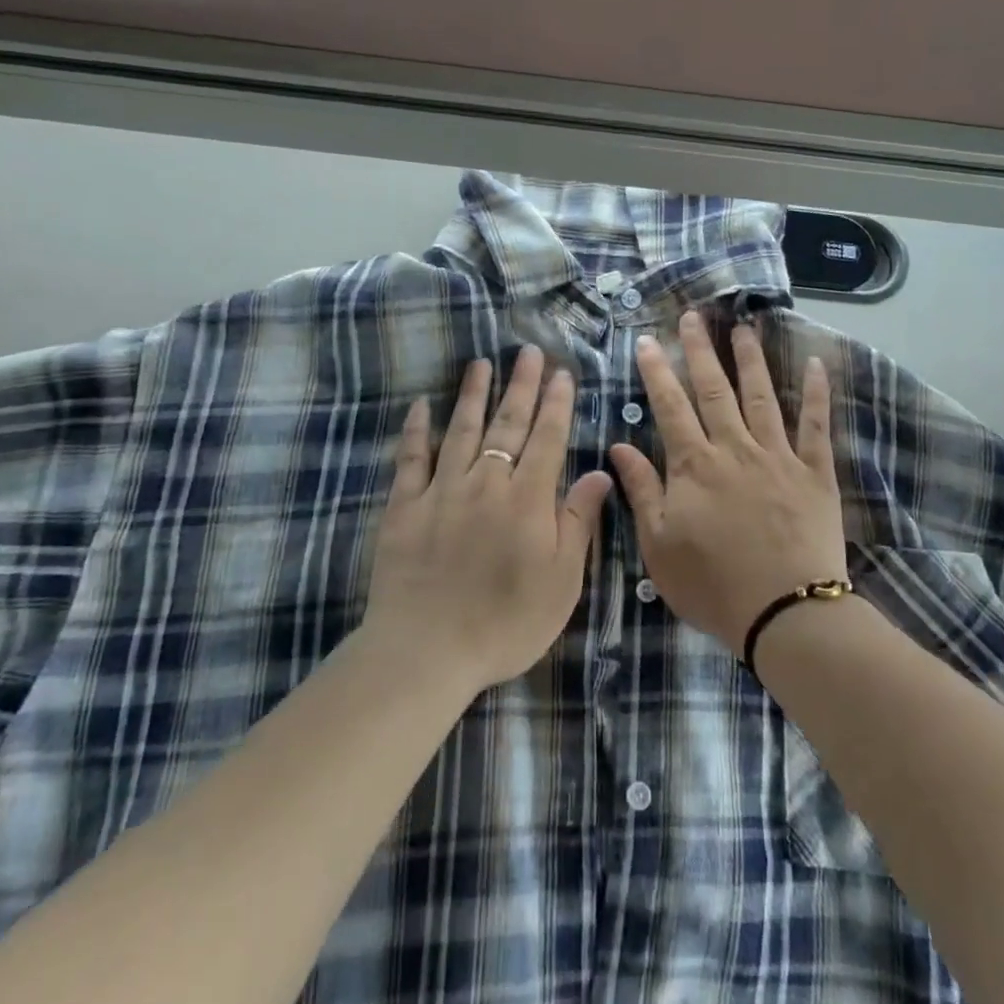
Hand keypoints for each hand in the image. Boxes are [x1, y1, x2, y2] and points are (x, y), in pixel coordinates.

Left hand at [364, 348, 612, 696]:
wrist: (426, 651)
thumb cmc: (506, 623)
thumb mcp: (562, 581)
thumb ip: (579, 521)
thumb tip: (600, 472)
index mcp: (527, 499)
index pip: (547, 439)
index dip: (557, 404)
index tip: (563, 374)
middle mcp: (486, 483)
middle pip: (507, 424)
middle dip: (521, 386)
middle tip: (529, 352)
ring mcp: (441, 491)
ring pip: (461, 430)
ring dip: (473, 394)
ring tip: (482, 364)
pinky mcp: (403, 507)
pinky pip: (411, 458)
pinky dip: (416, 430)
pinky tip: (420, 406)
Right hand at [609, 311, 846, 655]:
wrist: (785, 612)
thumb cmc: (713, 585)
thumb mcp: (659, 545)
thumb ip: (642, 490)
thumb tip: (620, 445)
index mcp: (694, 466)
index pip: (670, 407)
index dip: (658, 371)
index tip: (649, 340)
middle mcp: (735, 448)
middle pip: (714, 390)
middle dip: (701, 350)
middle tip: (693, 316)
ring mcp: (779, 456)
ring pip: (761, 396)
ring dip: (751, 359)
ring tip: (744, 327)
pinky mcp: (815, 472)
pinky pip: (816, 425)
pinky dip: (815, 393)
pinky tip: (814, 363)